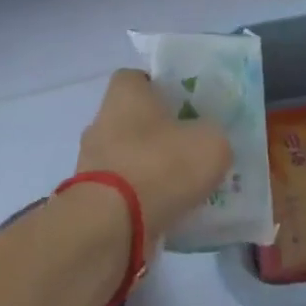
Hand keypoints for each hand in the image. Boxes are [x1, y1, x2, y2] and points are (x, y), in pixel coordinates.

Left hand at [75, 69, 233, 240]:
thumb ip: (214, 136)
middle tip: (194, 148)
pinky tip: (170, 212)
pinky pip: (124, 192)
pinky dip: (143, 199)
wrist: (110, 227)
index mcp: (124, 93)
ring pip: (130, 157)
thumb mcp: (211, 144)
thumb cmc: (160, 166)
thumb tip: (210, 143)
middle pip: (136, 119)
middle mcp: (102, 121)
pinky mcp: (90, 200)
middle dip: (162, 132)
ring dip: (153, 169)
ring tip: (187, 187)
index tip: (189, 105)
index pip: (141, 78)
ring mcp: (92, 162)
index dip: (164, 88)